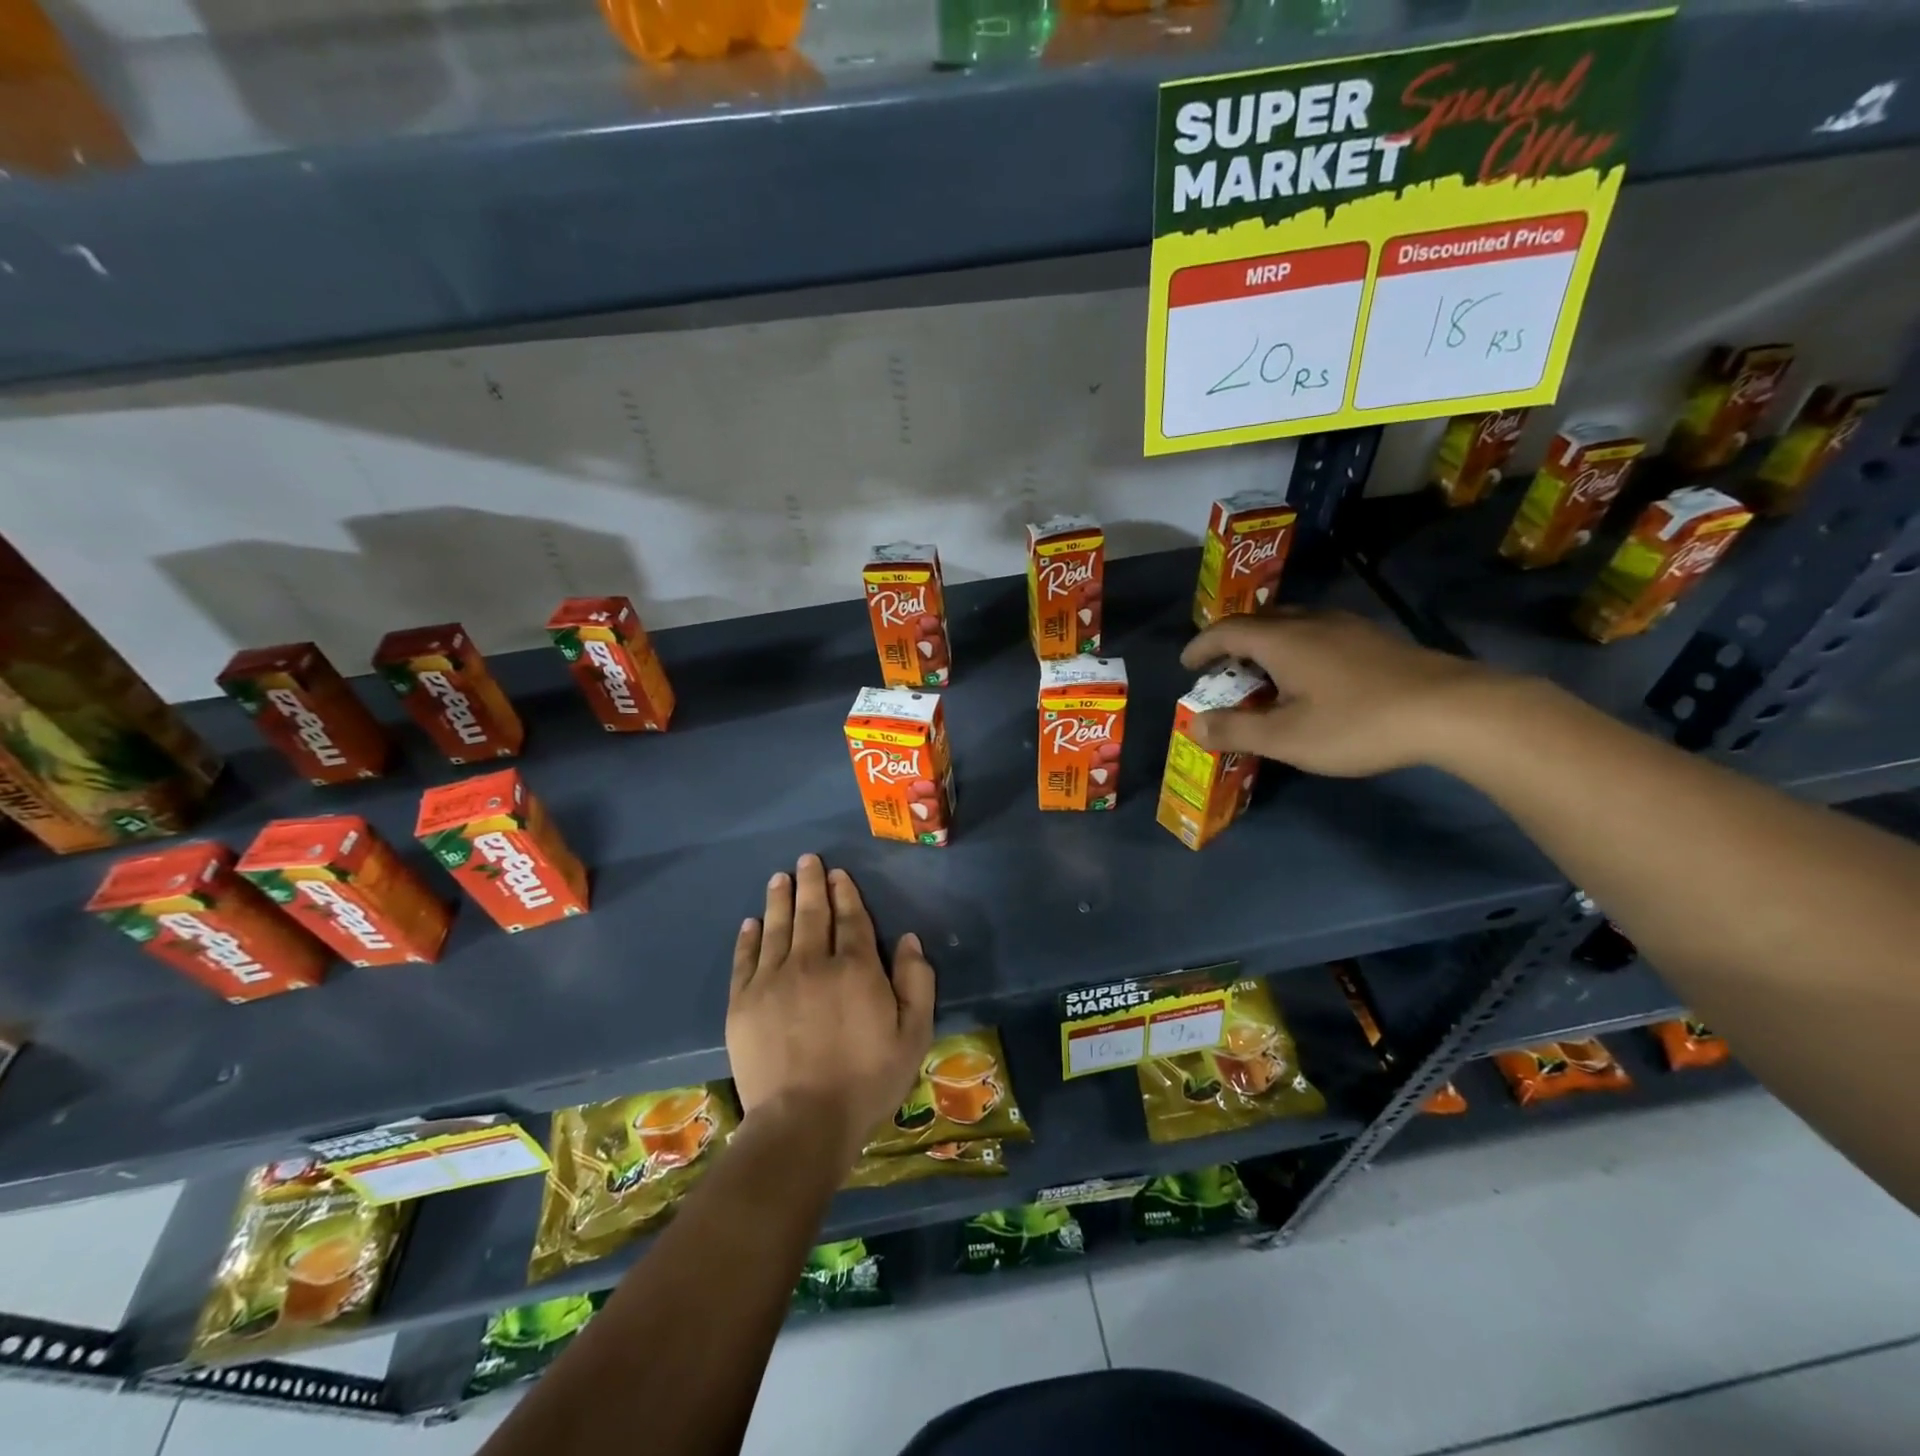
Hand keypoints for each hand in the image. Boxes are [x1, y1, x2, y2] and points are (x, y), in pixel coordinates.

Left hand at [728, 855, 935, 1163]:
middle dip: (811, 883)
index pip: (851, 920)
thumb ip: (917, 983)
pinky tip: (750, 922)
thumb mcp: (913, 1036)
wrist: (802, 1122)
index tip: (838, 874)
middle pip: (812, 913)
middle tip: (807, 860)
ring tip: (780, 878)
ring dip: (779, 899)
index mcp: (855, 969)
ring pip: (777, 928)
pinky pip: (745, 958)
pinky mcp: (743, 1002)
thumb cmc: (866, 1081)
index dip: (845, 894)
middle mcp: (812, 963)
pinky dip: (748, 937)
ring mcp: (773, 980)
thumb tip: (909, 940)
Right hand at [1179, 609, 1496, 776]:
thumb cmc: (1356, 723)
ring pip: (1293, 624)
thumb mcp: (1285, 737)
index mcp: (1282, 639)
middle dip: (1232, 642)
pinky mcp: (1374, 638)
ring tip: (1263, 673)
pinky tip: (1311, 677)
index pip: (1226, 631)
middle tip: (1223, 670)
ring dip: (1267, 644)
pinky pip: (1319, 633)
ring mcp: (1347, 626)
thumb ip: (1234, 730)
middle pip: (1259, 621)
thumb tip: (1193, 724)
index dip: (1201, 646)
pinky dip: (1296, 649)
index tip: (1187, 664)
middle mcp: (1311, 622)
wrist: (1453, 710)